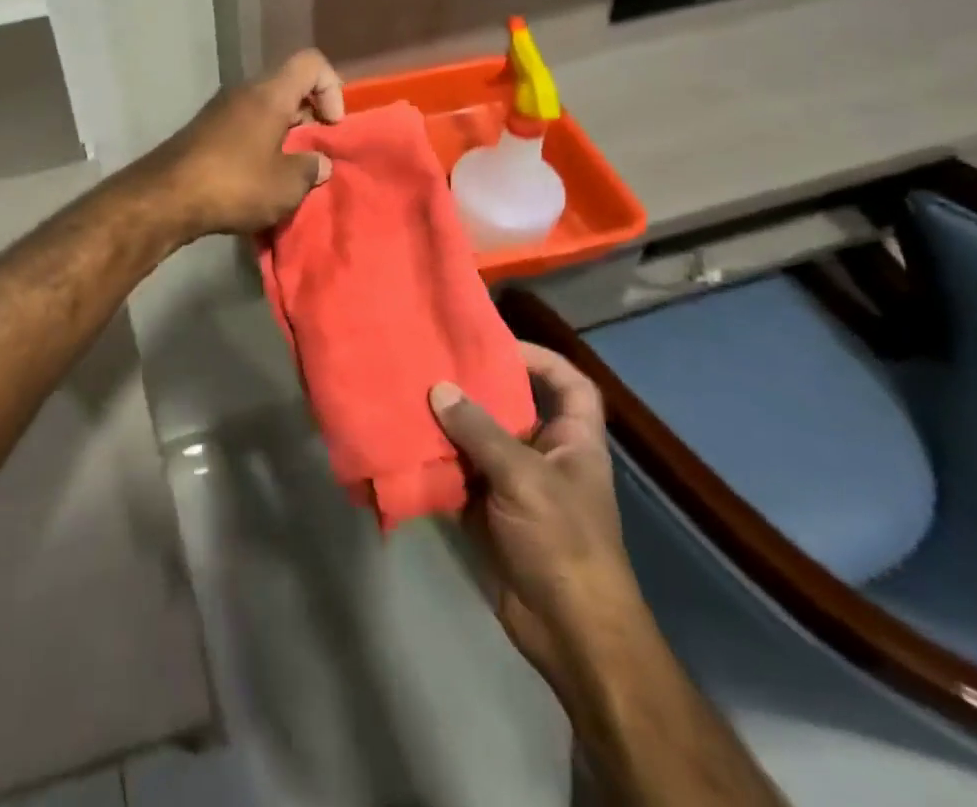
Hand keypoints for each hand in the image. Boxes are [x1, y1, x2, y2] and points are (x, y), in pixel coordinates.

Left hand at [145, 49, 344, 238]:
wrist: (164, 198)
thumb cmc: (234, 184)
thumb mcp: (286, 185)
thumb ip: (310, 169)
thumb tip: (317, 163)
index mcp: (269, 94)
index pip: (311, 62)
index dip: (332, 88)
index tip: (331, 127)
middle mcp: (244, 92)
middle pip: (288, 87)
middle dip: (309, 117)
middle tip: (313, 154)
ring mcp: (220, 111)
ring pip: (265, 109)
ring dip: (283, 135)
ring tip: (288, 173)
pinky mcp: (204, 131)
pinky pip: (244, 127)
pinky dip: (259, 145)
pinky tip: (258, 180)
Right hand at [430, 343, 644, 693]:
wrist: (568, 632)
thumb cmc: (563, 542)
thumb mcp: (524, 478)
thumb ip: (479, 431)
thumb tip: (438, 389)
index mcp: (572, 440)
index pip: (569, 384)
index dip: (540, 358)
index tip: (494, 344)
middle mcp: (544, 454)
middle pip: (511, 406)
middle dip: (474, 386)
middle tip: (431, 361)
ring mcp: (514, 484)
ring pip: (478, 439)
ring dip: (447, 423)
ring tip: (408, 393)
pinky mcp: (487, 510)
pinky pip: (458, 472)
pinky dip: (434, 460)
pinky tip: (404, 442)